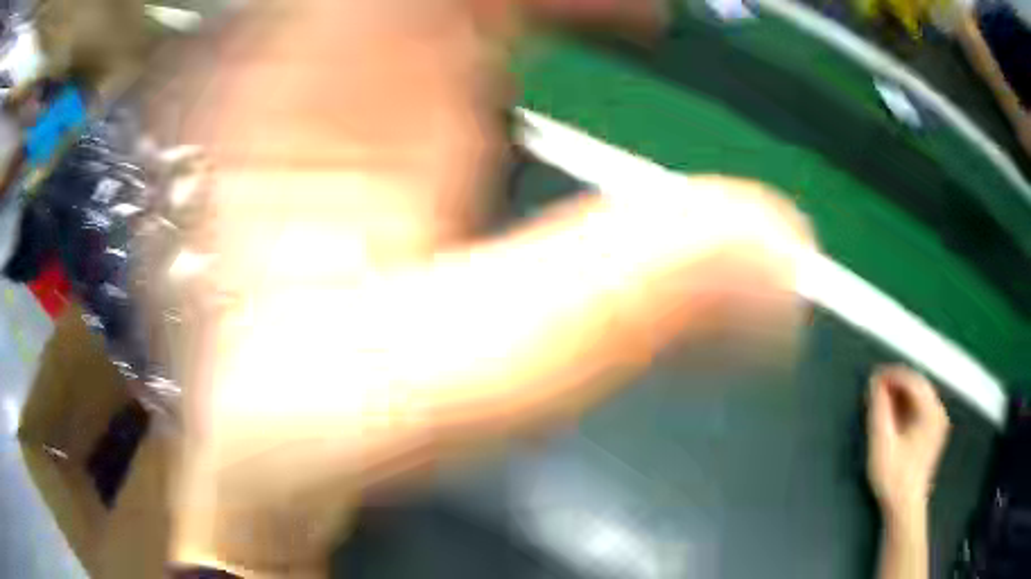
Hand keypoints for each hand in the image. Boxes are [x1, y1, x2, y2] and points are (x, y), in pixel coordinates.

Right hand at [867, 365, 950, 517]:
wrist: (904, 508)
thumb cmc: (893, 477)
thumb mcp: (882, 443)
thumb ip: (879, 410)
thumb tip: (874, 382)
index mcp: (931, 411)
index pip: (912, 380)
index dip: (891, 375)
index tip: (872, 377)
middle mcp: (938, 411)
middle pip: (917, 386)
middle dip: (895, 384)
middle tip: (874, 389)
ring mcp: (938, 422)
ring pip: (918, 396)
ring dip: (899, 395)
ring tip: (880, 402)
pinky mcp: (933, 432)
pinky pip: (920, 408)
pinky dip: (905, 407)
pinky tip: (892, 416)